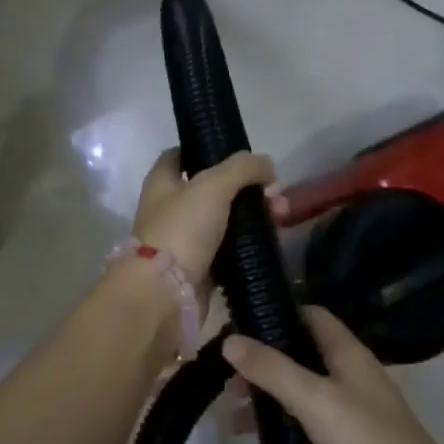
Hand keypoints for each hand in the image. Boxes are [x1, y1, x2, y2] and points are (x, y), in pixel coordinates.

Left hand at [132, 148, 283, 291]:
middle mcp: (170, 208)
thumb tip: (268, 166)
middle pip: (212, 188)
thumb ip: (243, 168)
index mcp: (162, 181)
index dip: (208, 149)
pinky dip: (248, 244)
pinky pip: (229, 249)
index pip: (182, 155)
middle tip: (273, 191)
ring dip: (252, 215)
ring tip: (281, 216)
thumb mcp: (213, 185)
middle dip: (245, 187)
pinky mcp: (200, 268)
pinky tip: (271, 239)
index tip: (238, 153)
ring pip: (224, 219)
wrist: (166, 294)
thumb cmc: (182, 229)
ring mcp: (184, 239)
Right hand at [224, 307, 443, 443]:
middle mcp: (353, 375)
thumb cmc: (369, 443)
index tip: (238, 323)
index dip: (277, 313)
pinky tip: (259, 439)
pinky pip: (310, 421)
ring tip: (233, 410)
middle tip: (228, 376)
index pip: (311, 315)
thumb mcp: (315, 401)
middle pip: (302, 353)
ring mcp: (354, 411)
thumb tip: (228, 339)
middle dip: (265, 360)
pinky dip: (284, 422)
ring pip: (304, 389)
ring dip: (271, 393)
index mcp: (349, 353)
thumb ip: (272, 369)